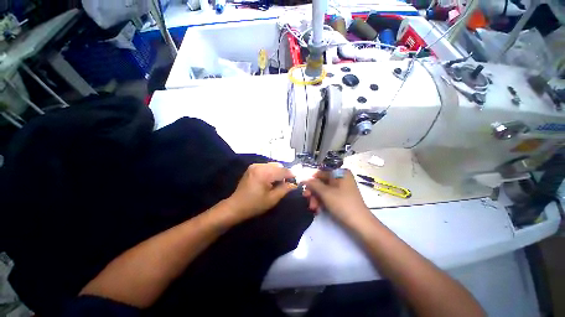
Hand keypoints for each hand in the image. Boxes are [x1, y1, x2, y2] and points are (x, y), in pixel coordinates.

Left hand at [227, 163, 296, 221]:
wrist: (235, 206)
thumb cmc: (254, 205)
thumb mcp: (272, 199)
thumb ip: (285, 189)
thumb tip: (294, 184)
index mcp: (264, 173)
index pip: (283, 171)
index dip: (291, 175)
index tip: (297, 180)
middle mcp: (259, 166)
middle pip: (278, 166)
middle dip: (284, 173)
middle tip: (286, 183)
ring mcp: (254, 166)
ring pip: (272, 165)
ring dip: (278, 172)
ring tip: (278, 182)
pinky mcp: (252, 167)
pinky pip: (266, 166)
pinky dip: (271, 171)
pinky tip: (270, 180)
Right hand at [303, 169, 371, 226]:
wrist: (360, 224)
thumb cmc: (342, 204)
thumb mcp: (325, 193)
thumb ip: (313, 183)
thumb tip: (302, 176)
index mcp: (339, 173)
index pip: (319, 172)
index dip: (309, 178)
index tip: (300, 184)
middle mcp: (340, 178)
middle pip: (320, 182)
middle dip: (312, 191)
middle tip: (305, 198)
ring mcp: (341, 188)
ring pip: (323, 190)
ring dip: (316, 198)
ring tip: (313, 208)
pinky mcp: (340, 197)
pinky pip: (327, 196)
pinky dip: (321, 202)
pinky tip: (318, 209)